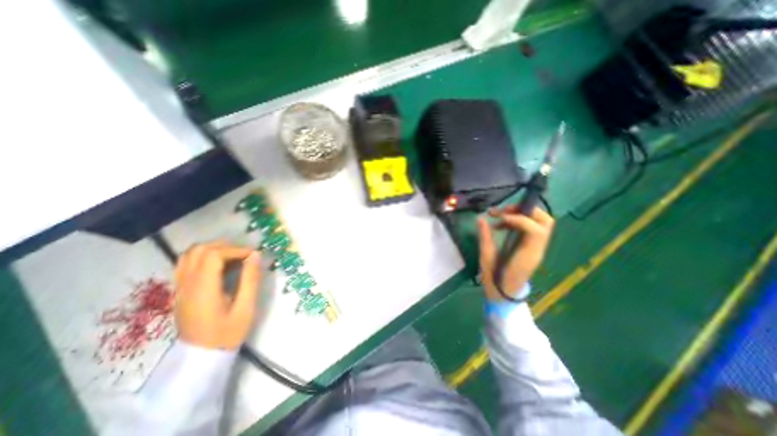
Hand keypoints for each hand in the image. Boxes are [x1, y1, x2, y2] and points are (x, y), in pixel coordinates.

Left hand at [175, 242, 261, 350]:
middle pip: (199, 250)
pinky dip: (203, 258)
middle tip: (244, 255)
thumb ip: (250, 279)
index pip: (213, 255)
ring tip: (233, 258)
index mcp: (203, 290)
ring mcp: (180, 288)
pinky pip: (186, 264)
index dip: (236, 250)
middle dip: (225, 247)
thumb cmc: (228, 333)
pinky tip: (219, 267)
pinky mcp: (180, 291)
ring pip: (189, 255)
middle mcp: (186, 285)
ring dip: (213, 250)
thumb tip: (256, 255)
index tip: (253, 256)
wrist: (201, 358)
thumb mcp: (246, 308)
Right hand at [478, 206, 554, 301]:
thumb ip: (485, 237)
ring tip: (501, 215)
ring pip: (542, 222)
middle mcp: (537, 249)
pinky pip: (532, 227)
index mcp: (527, 255)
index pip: (534, 230)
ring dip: (523, 213)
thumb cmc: (495, 279)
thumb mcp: (486, 258)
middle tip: (504, 211)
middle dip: (525, 210)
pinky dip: (519, 220)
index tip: (499, 218)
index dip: (518, 219)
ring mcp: (537, 248)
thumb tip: (480, 218)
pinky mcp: (532, 246)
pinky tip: (503, 224)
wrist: (505, 294)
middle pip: (545, 221)